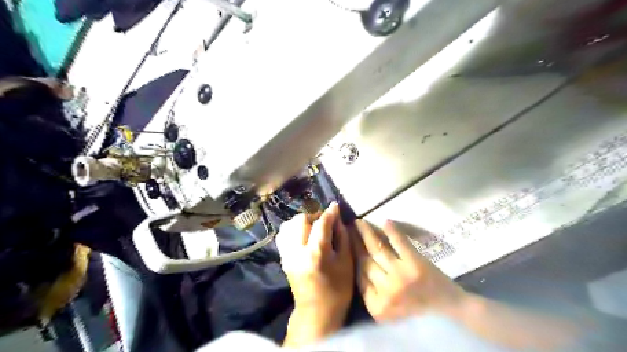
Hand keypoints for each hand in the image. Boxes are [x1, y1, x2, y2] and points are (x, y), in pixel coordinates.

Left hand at [276, 203, 354, 346]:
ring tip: (313, 227)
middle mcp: (297, 251)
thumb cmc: (338, 290)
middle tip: (324, 221)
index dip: (329, 212)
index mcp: (316, 254)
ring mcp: (287, 255)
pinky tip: (303, 235)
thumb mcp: (346, 263)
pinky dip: (293, 229)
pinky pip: (283, 235)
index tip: (335, 206)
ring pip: (288, 225)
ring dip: (302, 221)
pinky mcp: (283, 258)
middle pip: (300, 220)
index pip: (321, 224)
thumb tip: (338, 220)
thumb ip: (343, 238)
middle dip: (314, 215)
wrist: (316, 313)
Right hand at [355, 220, 579, 348]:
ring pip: (377, 249)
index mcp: (377, 305)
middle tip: (347, 228)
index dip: (351, 256)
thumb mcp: (388, 313)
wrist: (451, 314)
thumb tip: (358, 267)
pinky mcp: (415, 264)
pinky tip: (385, 221)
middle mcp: (385, 290)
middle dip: (354, 242)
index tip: (346, 243)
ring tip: (359, 222)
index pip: (359, 275)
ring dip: (367, 233)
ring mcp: (400, 275)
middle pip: (365, 260)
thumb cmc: (418, 315)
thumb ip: (371, 294)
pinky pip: (400, 243)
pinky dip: (392, 231)